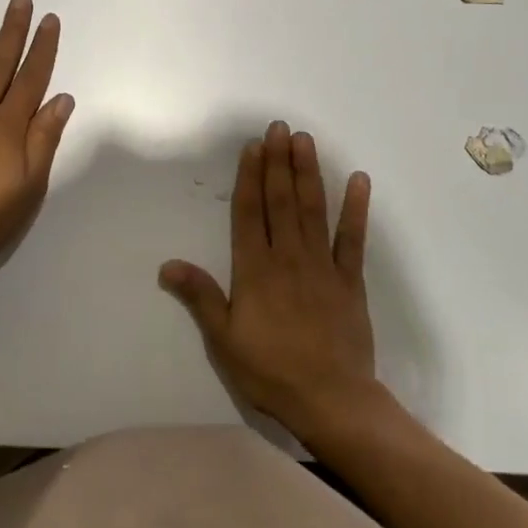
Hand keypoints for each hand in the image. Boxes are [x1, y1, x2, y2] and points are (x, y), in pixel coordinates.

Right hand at [159, 121, 376, 442]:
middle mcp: (288, 257)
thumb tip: (168, 264)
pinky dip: (356, 208)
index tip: (253, 146)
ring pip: (312, 209)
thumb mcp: (224, 339)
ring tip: (305, 140)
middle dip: (278, 162)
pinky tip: (359, 180)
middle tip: (279, 128)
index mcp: (255, 270)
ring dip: (308, 173)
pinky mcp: (350, 280)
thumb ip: (200, 296)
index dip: (250, 177)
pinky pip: (353, 238)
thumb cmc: (270, 371)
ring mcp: (322, 265)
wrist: (330, 400)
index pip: (250, 213)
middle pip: (281, 201)